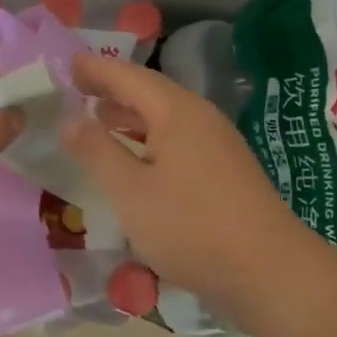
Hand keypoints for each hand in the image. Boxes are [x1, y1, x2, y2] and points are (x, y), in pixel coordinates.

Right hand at [60, 53, 305, 316]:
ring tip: (96, 117)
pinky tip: (135, 157)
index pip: (127, 76)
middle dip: (110, 88)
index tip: (64, 63)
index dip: (94, 69)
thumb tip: (67, 117)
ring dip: (129, 114)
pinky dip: (148, 136)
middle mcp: (200, 116)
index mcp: (176, 111)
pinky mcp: (225, 168)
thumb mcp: (131, 191)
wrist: (271, 272)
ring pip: (164, 116)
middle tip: (73, 87)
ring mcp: (217, 142)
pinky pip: (177, 137)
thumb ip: (96, 150)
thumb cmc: (192, 227)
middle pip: (148, 91)